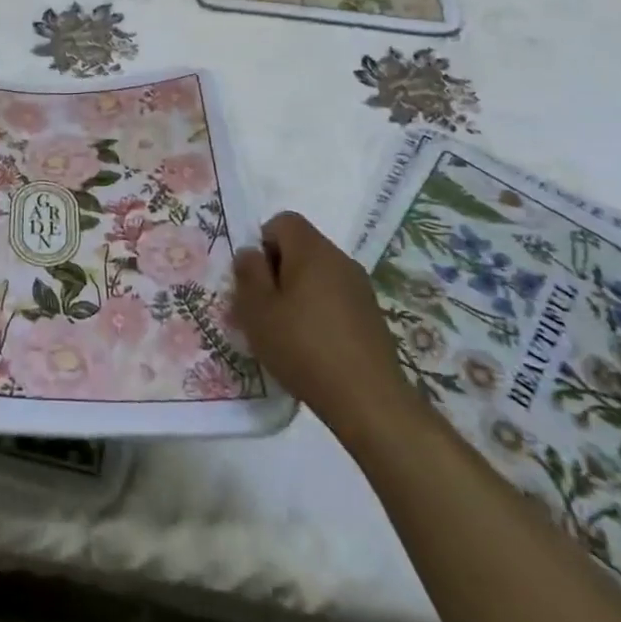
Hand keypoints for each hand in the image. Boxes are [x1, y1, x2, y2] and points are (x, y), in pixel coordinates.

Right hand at [233, 211, 418, 450]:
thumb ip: (248, 273)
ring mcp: (360, 288)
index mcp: (313, 250)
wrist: (369, 400)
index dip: (263, 242)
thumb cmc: (303, 346)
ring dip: (298, 293)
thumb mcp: (257, 309)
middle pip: (301, 247)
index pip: (283, 221)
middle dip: (278, 270)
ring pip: (318, 274)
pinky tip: (312, 346)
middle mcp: (341, 260)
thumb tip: (250, 253)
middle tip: (264, 307)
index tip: (256, 279)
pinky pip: (335, 298)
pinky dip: (319, 311)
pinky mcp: (372, 316)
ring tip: (285, 330)